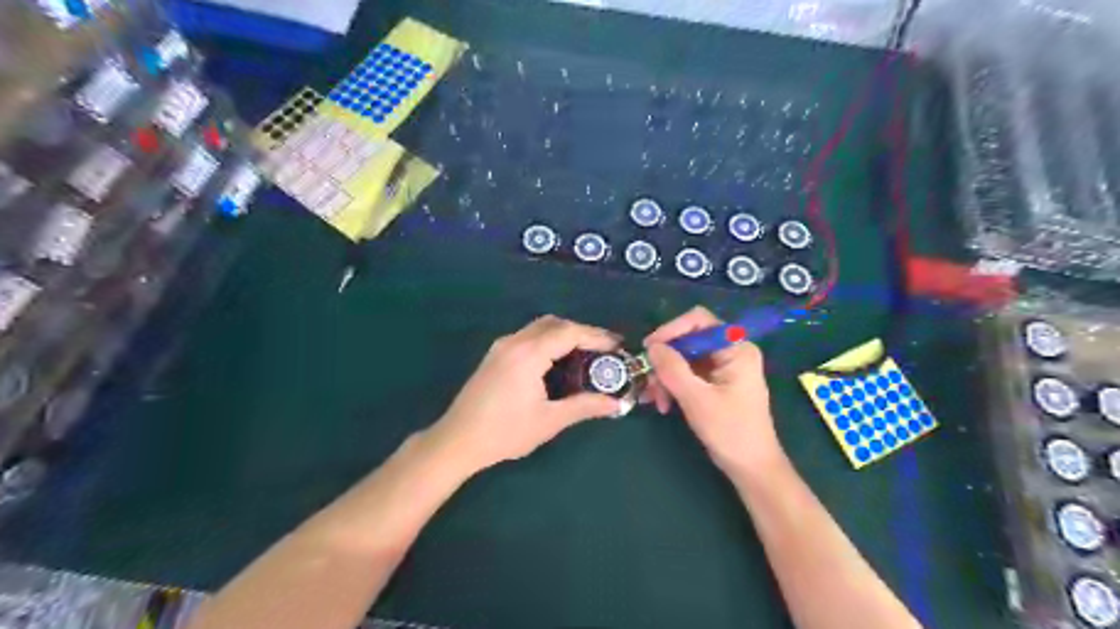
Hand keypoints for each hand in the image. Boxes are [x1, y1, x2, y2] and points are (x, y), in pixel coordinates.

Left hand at [427, 317, 626, 472]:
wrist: (457, 441)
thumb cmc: (505, 432)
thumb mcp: (549, 421)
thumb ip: (585, 406)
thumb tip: (617, 404)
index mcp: (528, 354)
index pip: (569, 332)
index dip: (596, 336)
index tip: (618, 346)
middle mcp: (515, 341)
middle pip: (555, 323)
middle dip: (582, 332)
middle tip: (605, 350)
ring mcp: (502, 346)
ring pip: (540, 327)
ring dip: (565, 334)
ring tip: (586, 354)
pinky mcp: (495, 354)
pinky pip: (528, 336)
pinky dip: (549, 340)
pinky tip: (558, 361)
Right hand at [643, 307, 779, 473]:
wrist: (751, 468)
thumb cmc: (731, 432)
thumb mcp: (697, 399)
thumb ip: (673, 369)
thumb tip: (652, 346)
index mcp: (736, 349)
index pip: (699, 321)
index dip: (671, 329)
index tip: (649, 348)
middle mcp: (730, 351)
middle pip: (688, 340)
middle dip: (665, 361)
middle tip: (648, 382)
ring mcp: (722, 367)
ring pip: (683, 358)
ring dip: (666, 377)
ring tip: (656, 400)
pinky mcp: (715, 382)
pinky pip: (687, 373)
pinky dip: (673, 385)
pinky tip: (663, 404)